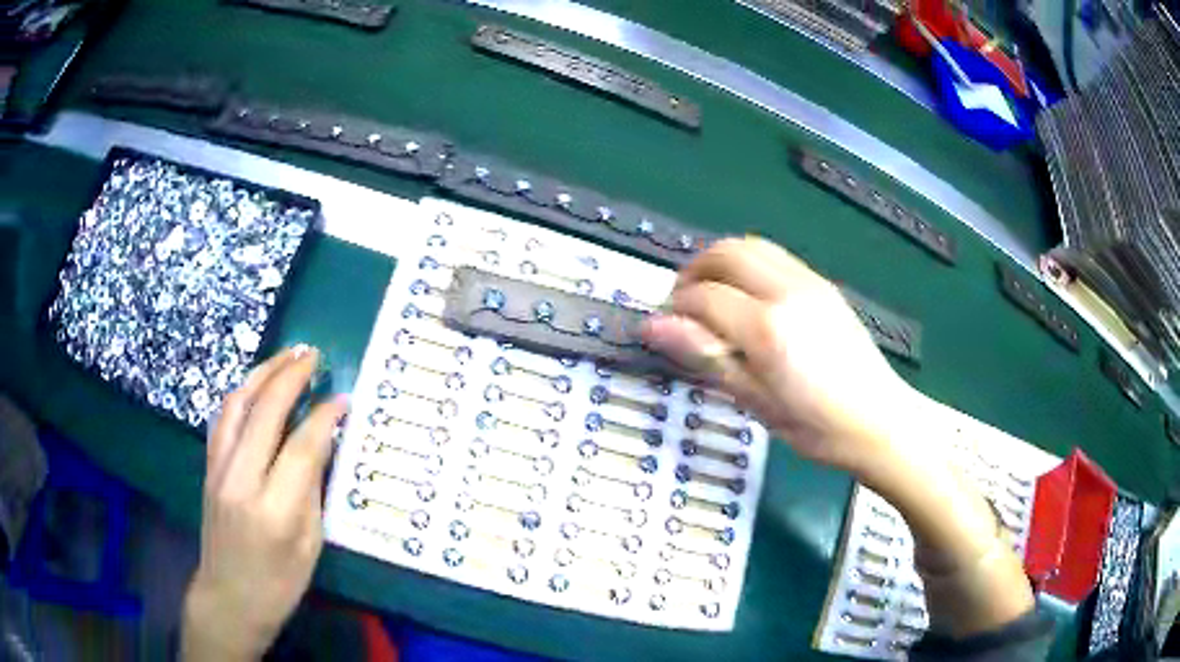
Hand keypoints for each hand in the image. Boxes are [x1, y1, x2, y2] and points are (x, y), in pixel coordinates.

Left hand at [182, 346, 347, 661]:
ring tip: (286, 355)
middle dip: (290, 377)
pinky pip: (224, 418)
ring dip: (263, 374)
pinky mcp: (209, 467)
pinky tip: (257, 384)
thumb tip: (322, 443)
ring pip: (238, 405)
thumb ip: (313, 491)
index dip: (324, 417)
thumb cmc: (278, 584)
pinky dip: (243, 393)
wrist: (228, 597)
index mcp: (275, 510)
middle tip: (313, 354)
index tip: (343, 398)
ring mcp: (219, 470)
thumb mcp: (310, 546)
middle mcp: (241, 480)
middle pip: (265, 412)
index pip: (301, 447)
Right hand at [644, 237, 920, 476]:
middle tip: (682, 304)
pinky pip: (776, 257)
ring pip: (751, 246)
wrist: (880, 420)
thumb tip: (655, 327)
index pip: (704, 296)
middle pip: (725, 253)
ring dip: (721, 262)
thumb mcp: (755, 402)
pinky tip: (748, 298)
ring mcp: (810, 283)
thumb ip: (707, 357)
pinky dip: (749, 265)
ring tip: (712, 297)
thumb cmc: (816, 427)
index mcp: (768, 328)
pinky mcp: (824, 285)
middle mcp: (788, 292)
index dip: (675, 308)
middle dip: (694, 271)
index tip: (662, 326)